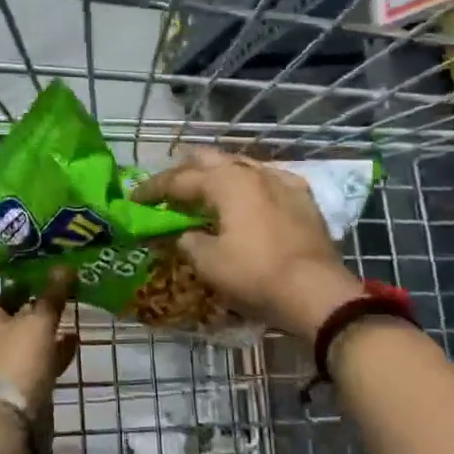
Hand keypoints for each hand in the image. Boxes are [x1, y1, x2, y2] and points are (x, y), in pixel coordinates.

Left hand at [0, 265, 79, 408]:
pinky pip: (34, 358)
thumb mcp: (37, 321)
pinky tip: (73, 336)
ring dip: (34, 320)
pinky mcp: (16, 383)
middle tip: (37, 278)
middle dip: (13, 296)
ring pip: (13, 334)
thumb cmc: (13, 359)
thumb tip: (64, 265)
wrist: (11, 423)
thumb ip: (51, 295)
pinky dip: (51, 347)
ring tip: (59, 301)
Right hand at [133, 146, 360, 339]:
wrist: (318, 293)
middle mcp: (252, 172)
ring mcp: (281, 181)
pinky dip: (250, 184)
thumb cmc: (256, 275)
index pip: (178, 179)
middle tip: (169, 187)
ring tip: (205, 189)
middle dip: (185, 170)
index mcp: (225, 182)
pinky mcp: (302, 197)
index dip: (153, 189)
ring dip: (218, 174)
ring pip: (240, 165)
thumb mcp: (208, 263)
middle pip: (209, 160)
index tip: (135, 198)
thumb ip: (188, 241)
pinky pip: (268, 179)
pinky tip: (250, 194)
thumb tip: (184, 234)